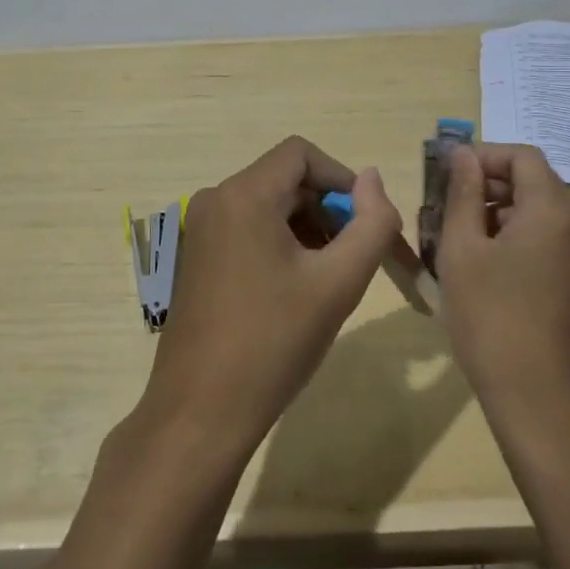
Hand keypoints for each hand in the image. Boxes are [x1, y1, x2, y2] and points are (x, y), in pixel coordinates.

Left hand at [142, 136, 407, 458]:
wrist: (199, 415)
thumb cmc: (273, 343)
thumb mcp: (337, 283)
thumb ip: (370, 223)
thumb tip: (372, 178)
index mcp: (243, 195)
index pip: (301, 154)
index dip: (342, 179)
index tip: (366, 223)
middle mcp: (215, 201)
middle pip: (286, 180)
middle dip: (328, 210)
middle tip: (356, 259)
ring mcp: (200, 230)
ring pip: (269, 206)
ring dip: (307, 230)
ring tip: (329, 280)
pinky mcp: (197, 258)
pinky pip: (248, 229)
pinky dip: (280, 245)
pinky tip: (296, 291)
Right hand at [434, 143, 569, 446]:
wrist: (547, 409)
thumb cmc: (494, 323)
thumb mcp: (463, 252)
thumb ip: (462, 195)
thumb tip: (463, 155)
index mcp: (554, 210)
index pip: (522, 155)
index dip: (483, 156)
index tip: (446, 174)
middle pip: (534, 183)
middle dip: (488, 186)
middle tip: (445, 209)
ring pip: (541, 214)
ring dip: (500, 215)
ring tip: (458, 243)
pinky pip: (551, 243)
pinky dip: (518, 240)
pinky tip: (486, 272)